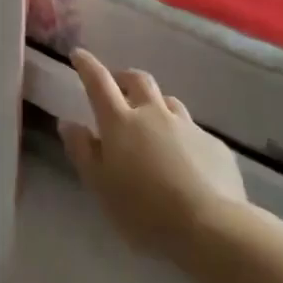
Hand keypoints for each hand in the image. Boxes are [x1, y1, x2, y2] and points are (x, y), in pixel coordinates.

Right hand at [60, 48, 242, 255]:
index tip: (78, 54)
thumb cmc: (143, 210)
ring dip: (155, 105)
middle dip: (124, 77)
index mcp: (120, 122)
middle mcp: (154, 114)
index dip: (87, 65)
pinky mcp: (214, 145)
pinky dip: (181, 136)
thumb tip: (68, 123)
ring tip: (152, 124)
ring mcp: (187, 126)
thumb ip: (82, 151)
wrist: (211, 227)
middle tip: (117, 87)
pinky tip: (184, 160)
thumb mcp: (99, 185)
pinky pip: (193, 130)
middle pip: (138, 80)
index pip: (98, 82)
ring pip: (168, 102)